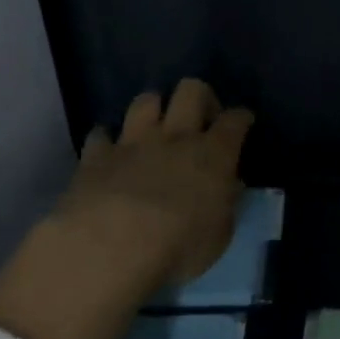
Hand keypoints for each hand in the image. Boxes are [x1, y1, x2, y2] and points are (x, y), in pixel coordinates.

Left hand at [59, 79, 254, 290]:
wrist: (111, 247)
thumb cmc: (178, 247)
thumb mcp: (220, 235)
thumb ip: (225, 204)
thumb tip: (228, 187)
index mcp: (214, 154)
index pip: (235, 119)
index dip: (241, 117)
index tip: (243, 122)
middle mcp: (176, 136)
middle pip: (192, 90)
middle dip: (200, 96)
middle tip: (200, 118)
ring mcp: (134, 142)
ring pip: (146, 101)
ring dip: (153, 109)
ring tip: (154, 128)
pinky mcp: (97, 157)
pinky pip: (101, 134)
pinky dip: (106, 140)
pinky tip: (109, 152)